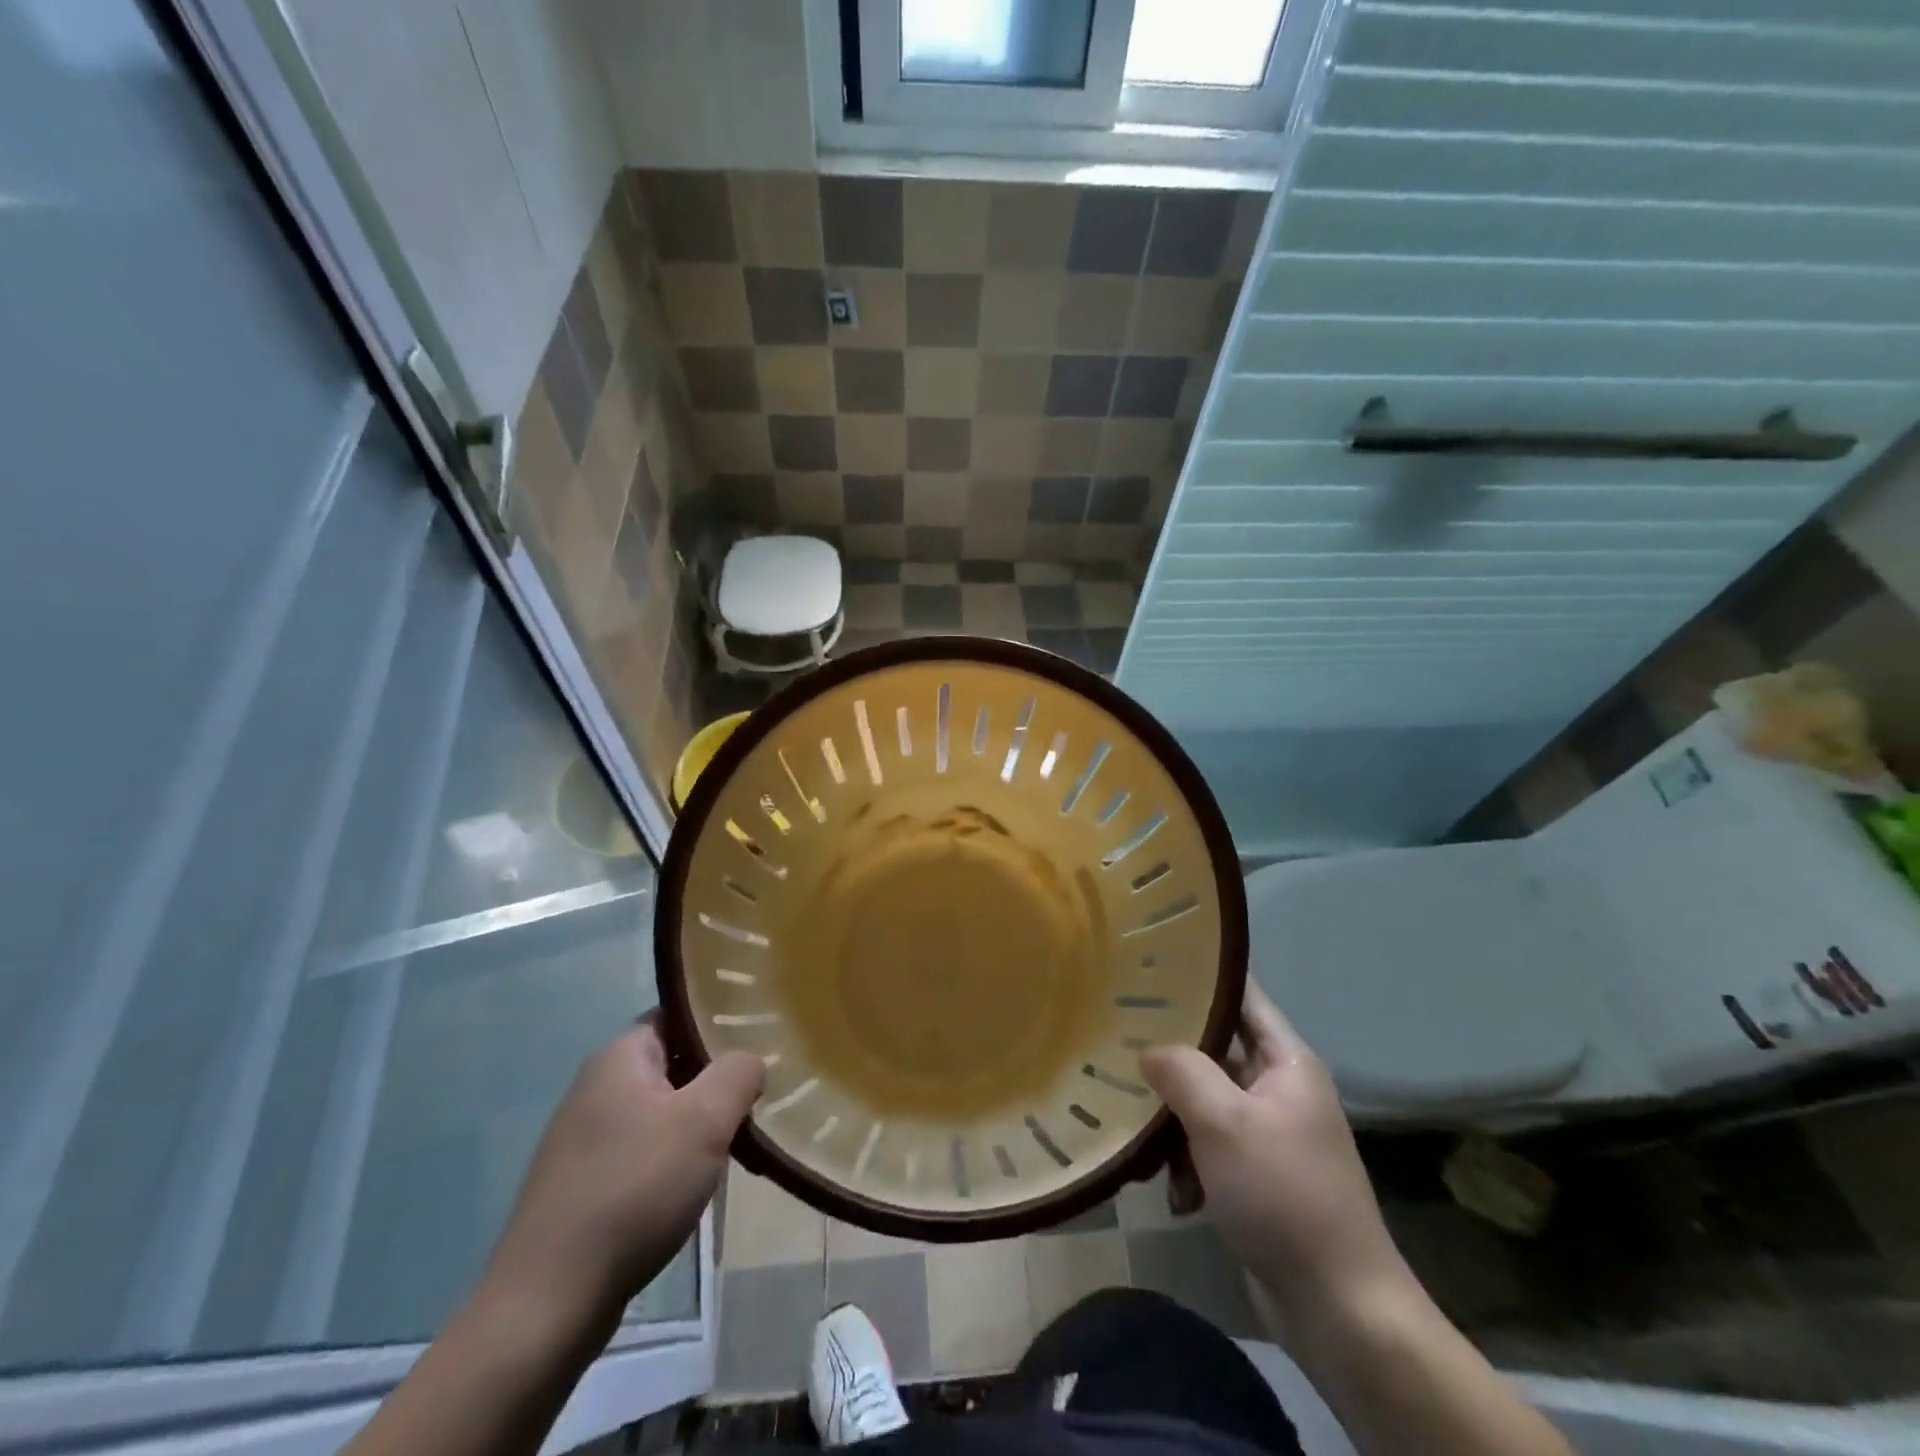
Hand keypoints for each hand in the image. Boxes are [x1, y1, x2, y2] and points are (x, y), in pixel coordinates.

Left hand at [482, 1019, 764, 1332]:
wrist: (549, 1302)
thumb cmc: (634, 1190)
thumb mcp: (705, 1120)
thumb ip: (738, 1073)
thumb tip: (750, 1061)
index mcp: (618, 1058)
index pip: (676, 1017)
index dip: (718, 1024)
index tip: (757, 1042)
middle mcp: (595, 1087)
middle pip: (670, 1064)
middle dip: (713, 1080)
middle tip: (756, 1096)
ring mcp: (583, 1139)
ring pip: (659, 1111)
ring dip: (696, 1124)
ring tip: (735, 1143)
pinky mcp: (581, 1185)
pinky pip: (641, 1152)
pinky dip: (671, 1160)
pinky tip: (694, 1186)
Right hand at [1140, 984, 1411, 1333]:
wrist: (1338, 1310)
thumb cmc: (1283, 1195)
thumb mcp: (1223, 1121)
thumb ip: (1181, 1070)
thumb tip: (1148, 1048)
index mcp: (1286, 1062)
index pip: (1242, 995)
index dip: (1200, 975)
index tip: (1148, 964)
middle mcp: (1279, 1089)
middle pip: (1213, 1051)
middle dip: (1170, 1057)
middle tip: (1117, 1046)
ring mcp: (1268, 1134)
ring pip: (1203, 1102)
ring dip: (1173, 1124)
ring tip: (1146, 1147)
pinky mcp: (1256, 1176)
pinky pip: (1208, 1147)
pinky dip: (1188, 1165)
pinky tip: (1176, 1196)